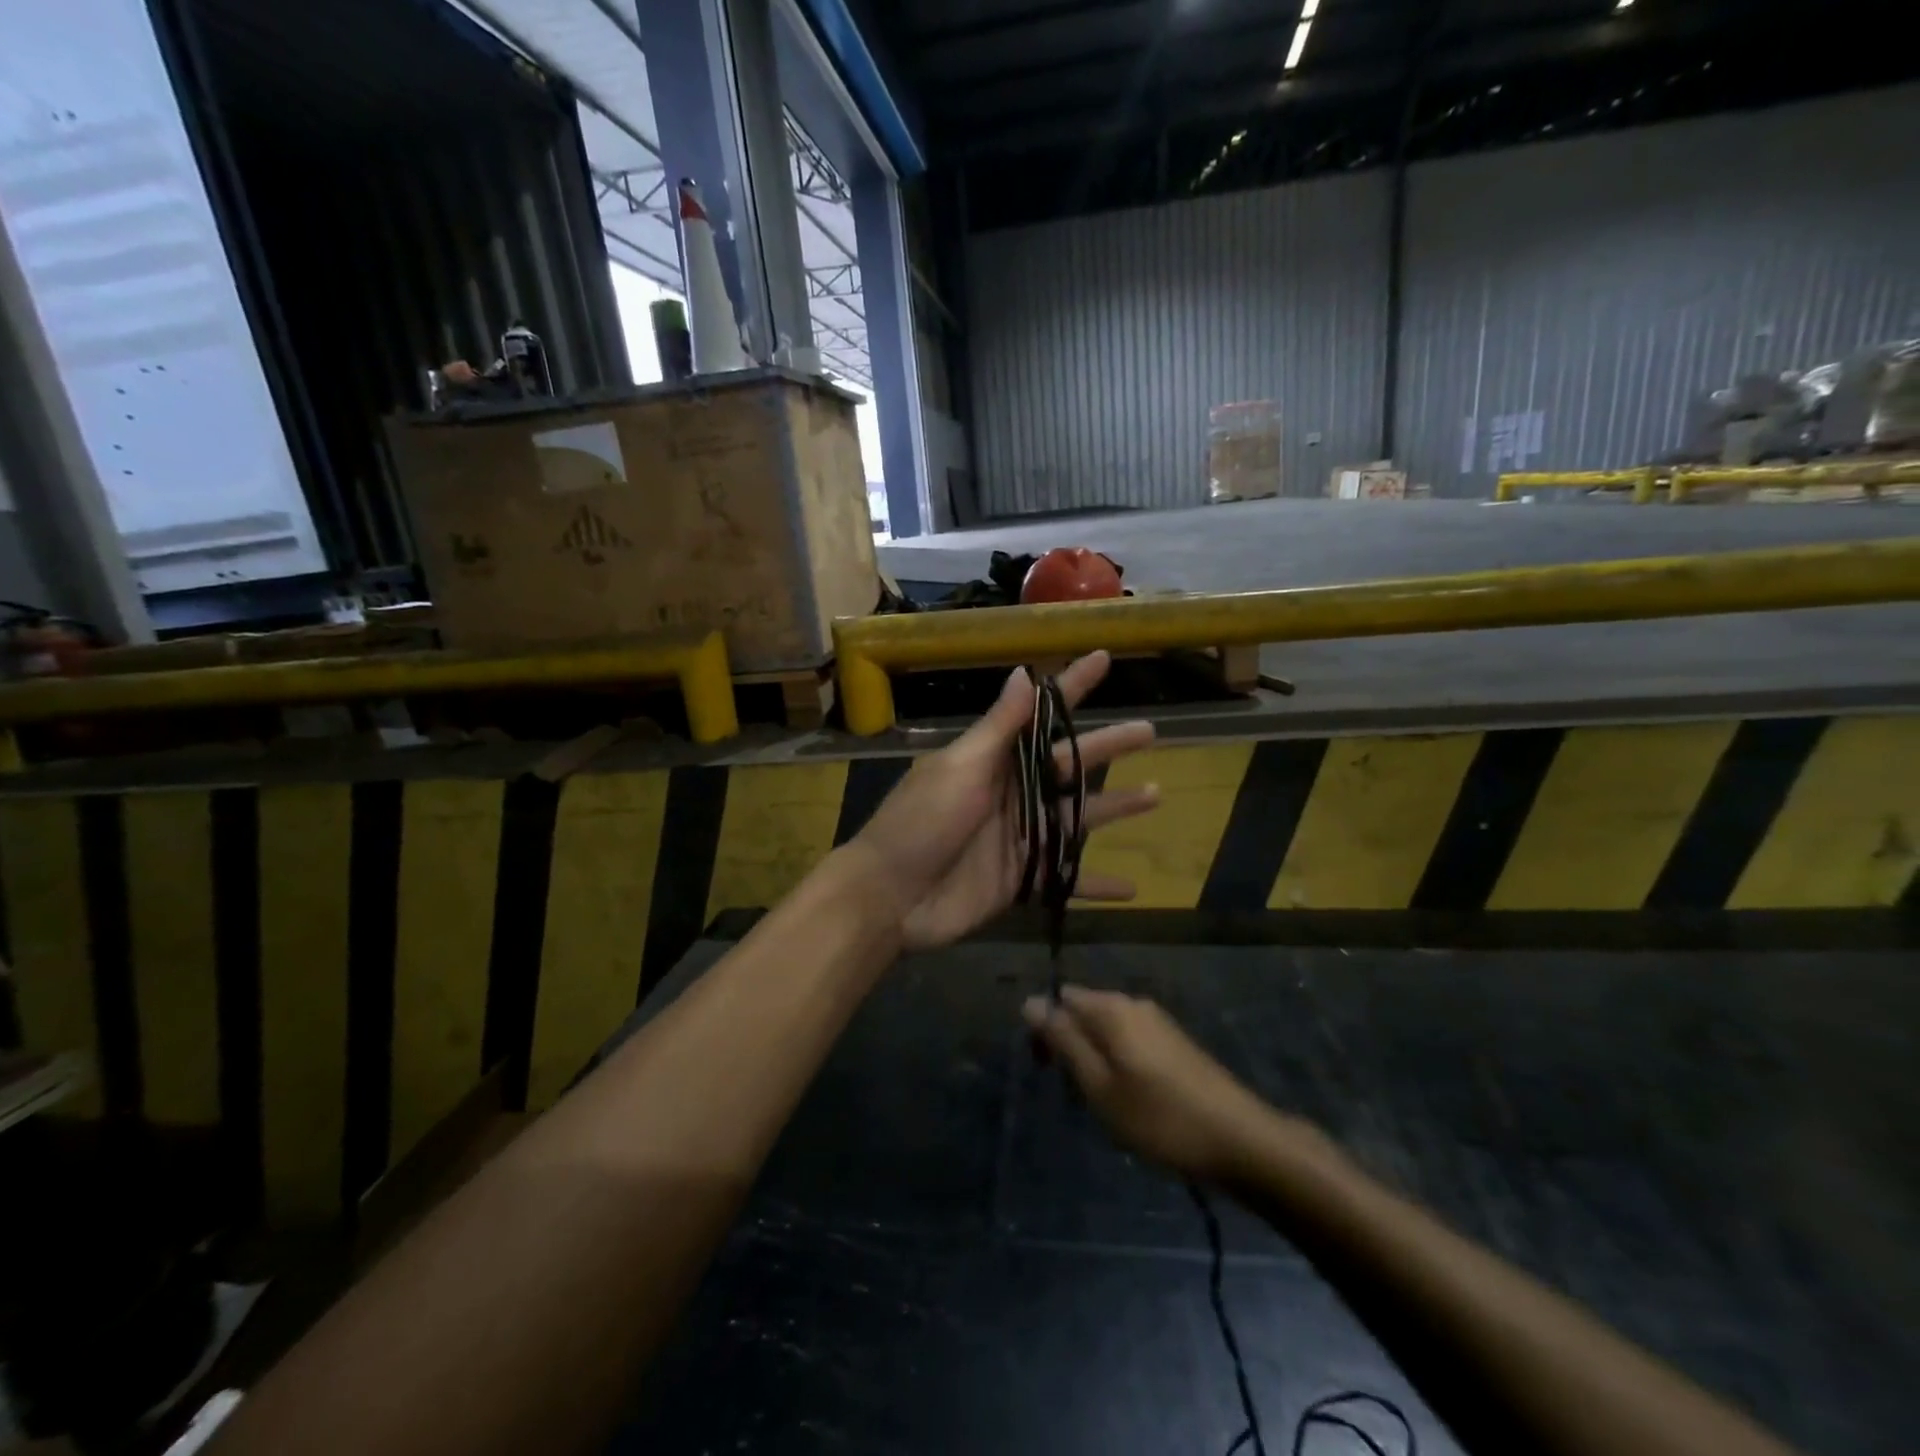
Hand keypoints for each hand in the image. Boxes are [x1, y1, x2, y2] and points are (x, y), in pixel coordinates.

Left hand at [849, 651, 1158, 951]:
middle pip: (1070, 766)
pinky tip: (1132, 888)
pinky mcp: (1021, 879)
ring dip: (1116, 807)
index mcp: (994, 760)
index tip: (1103, 658)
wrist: (890, 896)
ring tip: (1157, 794)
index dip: (1071, 687)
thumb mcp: (960, 768)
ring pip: (1078, 818)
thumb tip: (1024, 673)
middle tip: (1151, 731)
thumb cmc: (922, 823)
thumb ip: (999, 729)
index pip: (1040, 715)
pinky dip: (1096, 885)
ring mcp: (1020, 837)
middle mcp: (1012, 793)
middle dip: (1109, 747)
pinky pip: (1066, 880)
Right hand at [1023, 986, 1278, 1182]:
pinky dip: (1119, 1064)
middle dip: (1070, 1045)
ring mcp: (1158, 1021)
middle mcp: (1133, 1003)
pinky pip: (1130, 1041)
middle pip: (1084, 1012)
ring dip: (1095, 1058)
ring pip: (1107, 1029)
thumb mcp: (1099, 1085)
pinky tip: (1131, 1100)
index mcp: (1110, 1008)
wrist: (1239, 1139)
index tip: (1047, 1071)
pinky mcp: (1175, 1042)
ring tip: (1103, 1104)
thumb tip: (1030, 1001)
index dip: (1045, 1031)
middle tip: (1076, 1094)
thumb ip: (1064, 1040)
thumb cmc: (1159, 1117)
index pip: (1059, 999)